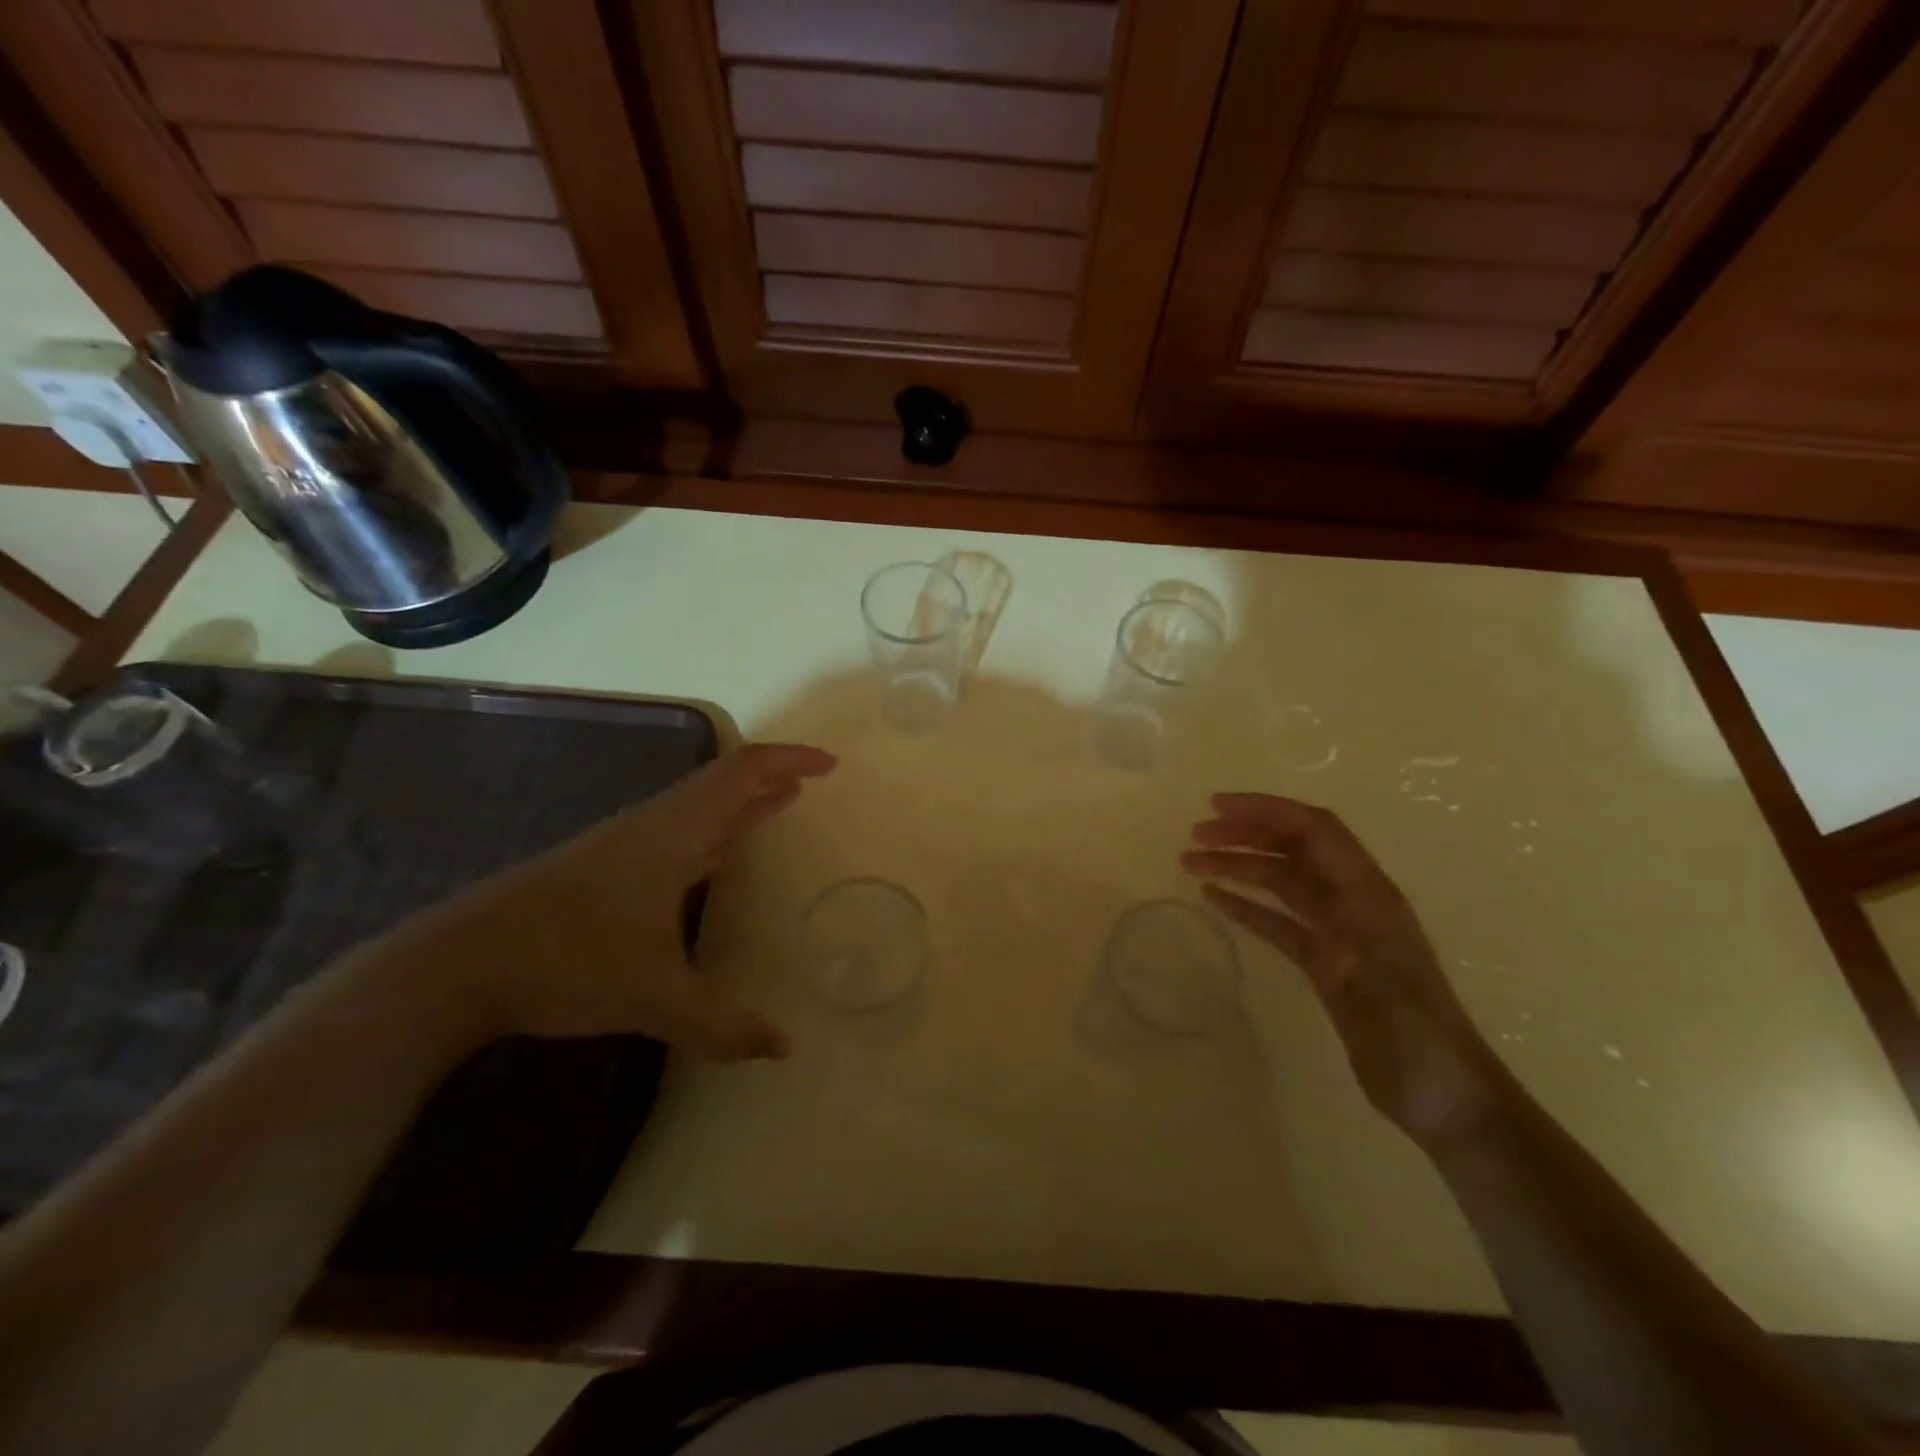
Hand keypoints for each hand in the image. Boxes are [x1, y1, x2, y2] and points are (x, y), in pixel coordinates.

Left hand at [414, 742, 835, 1061]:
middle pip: (723, 780)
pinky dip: (713, 829)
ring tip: (778, 804)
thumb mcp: (654, 998)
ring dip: (742, 801)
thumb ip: (722, 1026)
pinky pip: (679, 830)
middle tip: (811, 781)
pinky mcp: (605, 868)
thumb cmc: (568, 960)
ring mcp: (625, 844)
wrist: (459, 965)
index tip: (830, 764)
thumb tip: (783, 1049)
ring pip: (698, 805)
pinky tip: (714, 857)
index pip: (742, 773)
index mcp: (674, 832)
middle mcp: (654, 826)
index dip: (789, 759)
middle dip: (771, 776)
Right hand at [1181, 793, 1513, 1143]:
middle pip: (1293, 848)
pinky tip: (1215, 899)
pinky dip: (1247, 905)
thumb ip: (1353, 927)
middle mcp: (1352, 901)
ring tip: (1190, 863)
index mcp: (1369, 893)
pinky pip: (1279, 920)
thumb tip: (1319, 896)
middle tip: (1194, 836)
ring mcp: (1338, 931)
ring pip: (1281, 882)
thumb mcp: (1384, 974)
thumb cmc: (1418, 1035)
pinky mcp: (1325, 962)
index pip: (1314, 829)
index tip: (1215, 807)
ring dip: (1239, 866)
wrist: (1443, 1094)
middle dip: (1245, 833)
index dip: (1265, 810)